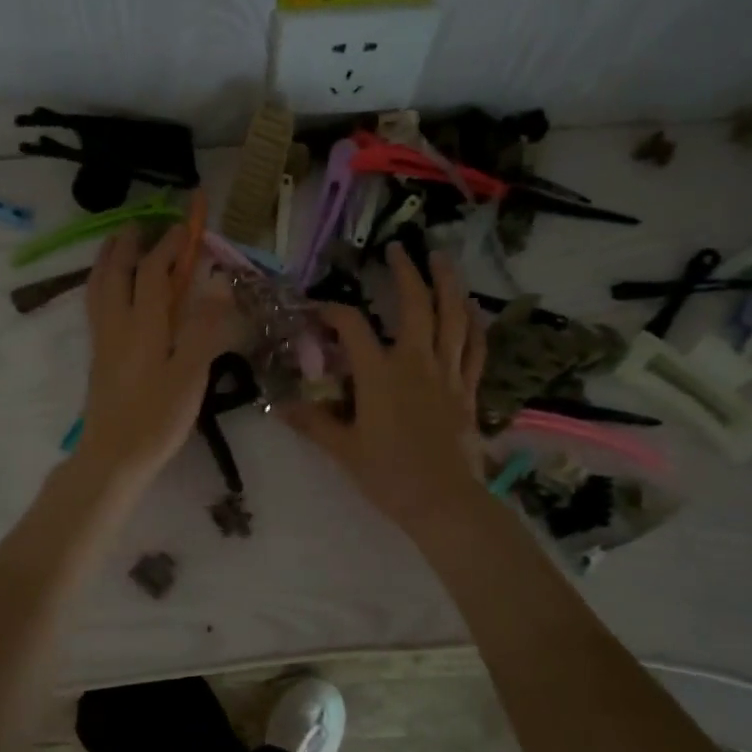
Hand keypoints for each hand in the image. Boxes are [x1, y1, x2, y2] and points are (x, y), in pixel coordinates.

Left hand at [73, 221, 235, 488]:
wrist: (113, 456)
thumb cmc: (156, 418)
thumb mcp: (190, 375)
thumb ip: (203, 327)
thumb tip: (216, 283)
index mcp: (143, 325)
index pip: (153, 271)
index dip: (170, 245)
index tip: (186, 227)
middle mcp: (117, 323)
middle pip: (116, 270)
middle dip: (129, 241)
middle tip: (142, 222)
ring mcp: (103, 339)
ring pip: (99, 285)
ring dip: (109, 257)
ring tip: (118, 242)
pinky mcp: (98, 355)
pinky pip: (95, 303)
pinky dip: (101, 281)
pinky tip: (110, 289)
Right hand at [283, 244, 487, 530]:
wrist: (443, 501)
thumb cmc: (388, 474)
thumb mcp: (342, 449)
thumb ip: (312, 422)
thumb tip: (277, 406)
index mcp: (379, 373)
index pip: (351, 326)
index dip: (330, 311)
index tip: (316, 310)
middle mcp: (415, 362)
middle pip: (415, 305)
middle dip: (406, 273)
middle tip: (398, 249)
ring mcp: (447, 373)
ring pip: (453, 318)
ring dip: (448, 284)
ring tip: (442, 258)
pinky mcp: (467, 390)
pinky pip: (475, 349)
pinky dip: (474, 326)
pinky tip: (472, 310)